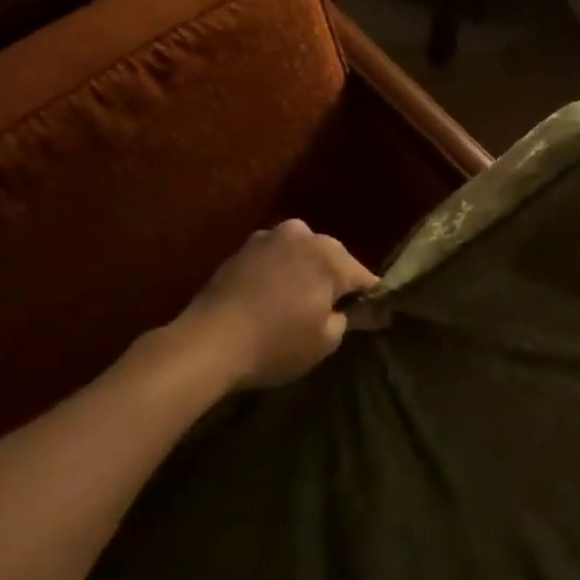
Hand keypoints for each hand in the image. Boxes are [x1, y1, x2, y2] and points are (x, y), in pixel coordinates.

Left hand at [176, 220, 377, 390]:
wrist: (208, 341)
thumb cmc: (276, 343)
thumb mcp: (325, 342)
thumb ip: (347, 319)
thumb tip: (351, 311)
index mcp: (330, 257)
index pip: (364, 277)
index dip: (369, 299)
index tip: (371, 317)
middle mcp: (303, 236)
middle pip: (332, 259)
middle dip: (334, 280)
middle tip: (330, 310)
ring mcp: (268, 237)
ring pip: (300, 254)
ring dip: (304, 272)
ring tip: (297, 303)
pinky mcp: (242, 248)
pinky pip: (274, 259)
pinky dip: (278, 273)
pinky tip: (271, 297)